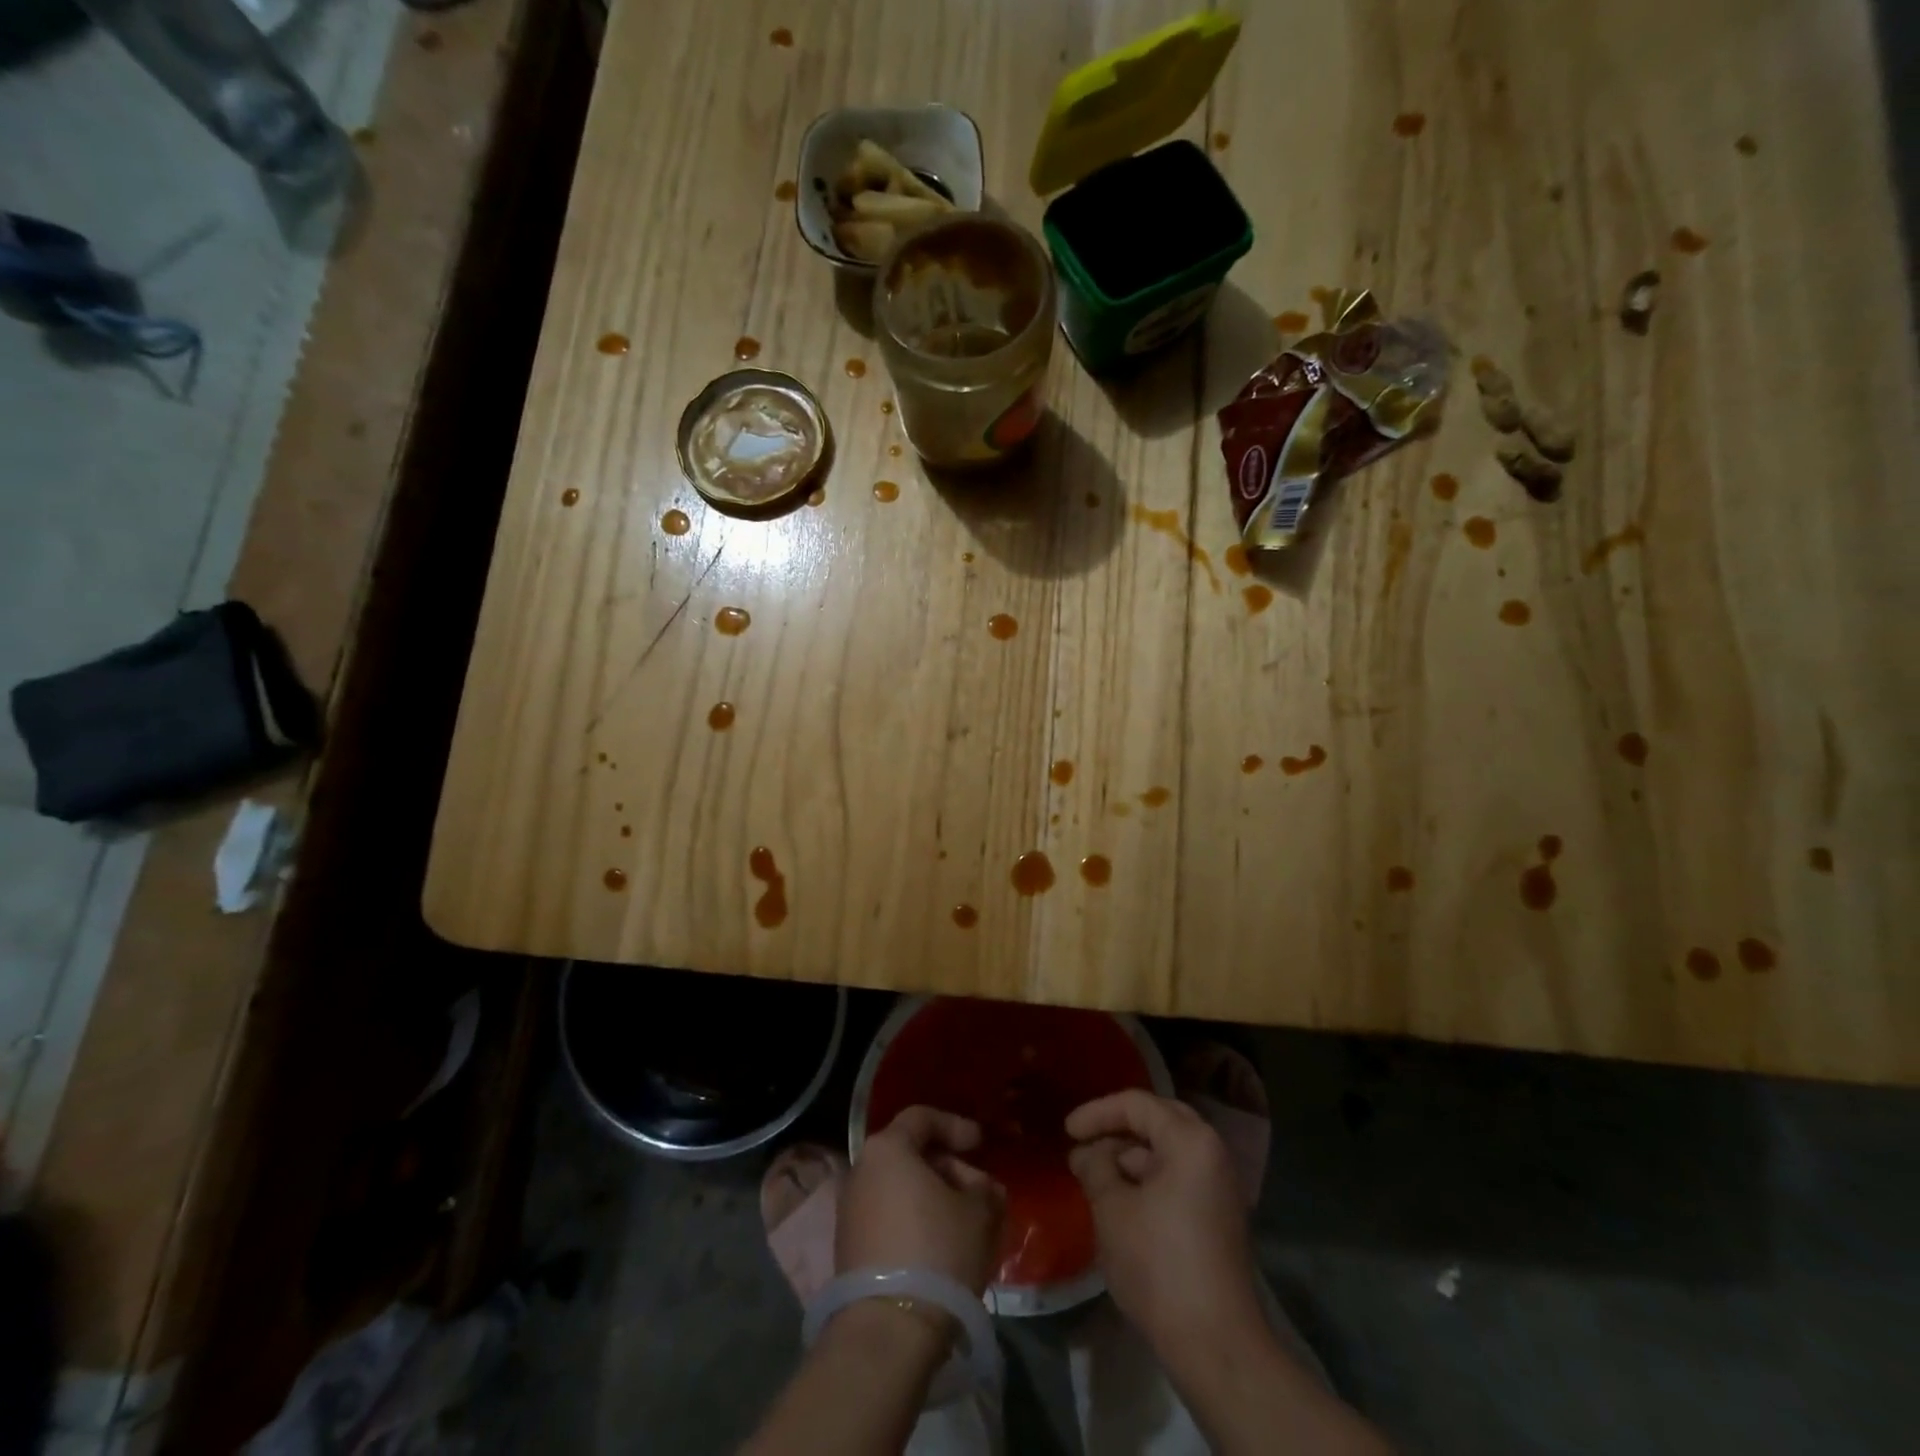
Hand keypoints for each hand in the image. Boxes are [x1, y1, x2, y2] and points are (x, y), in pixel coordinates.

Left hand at [839, 1106, 1005, 1294]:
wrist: (888, 1330)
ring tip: (969, 1223)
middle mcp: (861, 1170)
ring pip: (901, 1189)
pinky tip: (943, 1247)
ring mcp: (850, 1211)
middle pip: (911, 1155)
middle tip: (982, 1192)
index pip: (922, 1118)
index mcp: (887, 1148)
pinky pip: (890, 1219)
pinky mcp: (850, 1249)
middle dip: (951, 1169)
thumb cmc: (936, 1251)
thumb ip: (985, 1189)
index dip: (956, 1125)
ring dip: (935, 1199)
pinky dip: (917, 1222)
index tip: (981, 1144)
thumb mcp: (978, 1213)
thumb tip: (983, 1189)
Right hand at [1066, 1091, 1264, 1363]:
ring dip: (1129, 1157)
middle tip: (1082, 1142)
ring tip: (1093, 1175)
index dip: (1097, 1112)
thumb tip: (1085, 1153)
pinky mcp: (1218, 1216)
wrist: (1216, 1345)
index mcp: (1191, 1141)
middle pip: (1157, 1121)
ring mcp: (1219, 1186)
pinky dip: (1147, 1179)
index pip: (1137, 1105)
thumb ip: (1095, 1168)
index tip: (1066, 1130)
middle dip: (1116, 1129)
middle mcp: (1212, 1153)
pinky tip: (1119, 1199)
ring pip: (1167, 1151)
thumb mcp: (1113, 1209)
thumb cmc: (1159, 1265)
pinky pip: (1177, 1177)